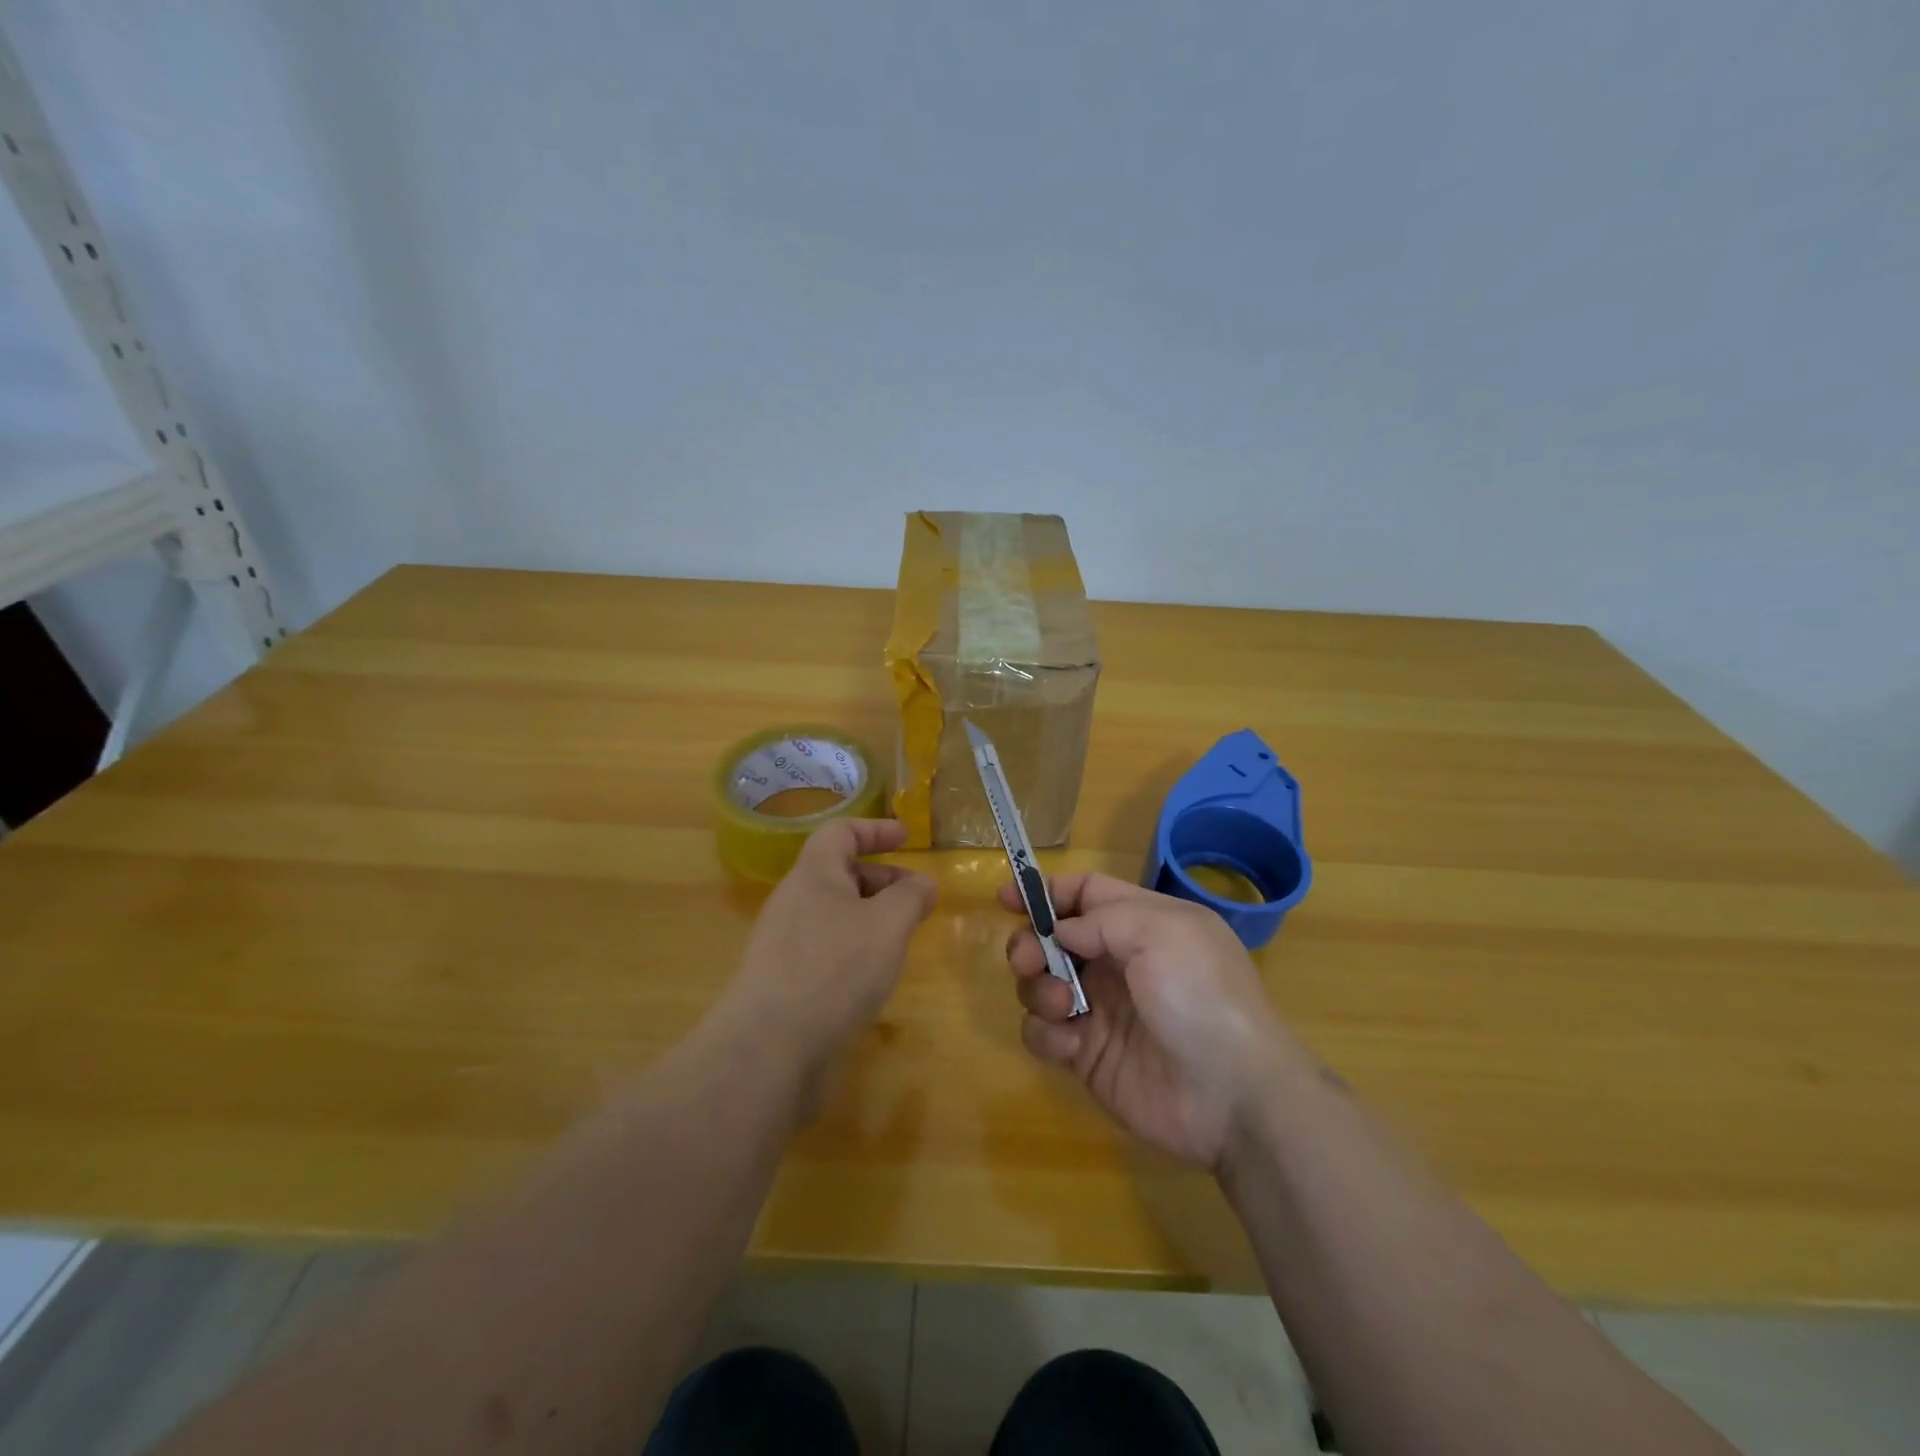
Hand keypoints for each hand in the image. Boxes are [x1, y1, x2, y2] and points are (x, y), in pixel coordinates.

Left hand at [723, 820, 936, 1083]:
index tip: (907, 838)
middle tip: (917, 900)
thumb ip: (911, 896)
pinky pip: (824, 947)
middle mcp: (793, 900)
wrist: (770, 1046)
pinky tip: (872, 976)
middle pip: (839, 873)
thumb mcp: (888, 924)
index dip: (875, 829)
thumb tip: (923, 884)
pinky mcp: (783, 979)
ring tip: (900, 940)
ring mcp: (783, 942)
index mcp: (814, 874)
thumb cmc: (835, 968)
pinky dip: (854, 948)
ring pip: (834, 913)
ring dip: (870, 917)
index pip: (841, 832)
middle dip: (882, 879)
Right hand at [1000, 873, 1305, 1171]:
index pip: (1085, 894)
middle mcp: (1118, 962)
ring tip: (1064, 1006)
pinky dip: (1047, 1034)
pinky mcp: (1088, 1055)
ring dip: (1038, 989)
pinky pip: (1044, 1034)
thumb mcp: (1162, 932)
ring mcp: (1101, 1010)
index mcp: (1142, 924)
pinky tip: (1071, 1044)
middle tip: (1027, 960)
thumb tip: (1061, 931)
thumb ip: (1102, 918)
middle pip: (1053, 938)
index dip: (1047, 892)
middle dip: (1030, 943)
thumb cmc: (1201, 996)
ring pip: (1041, 984)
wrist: (1233, 1095)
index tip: (1006, 898)